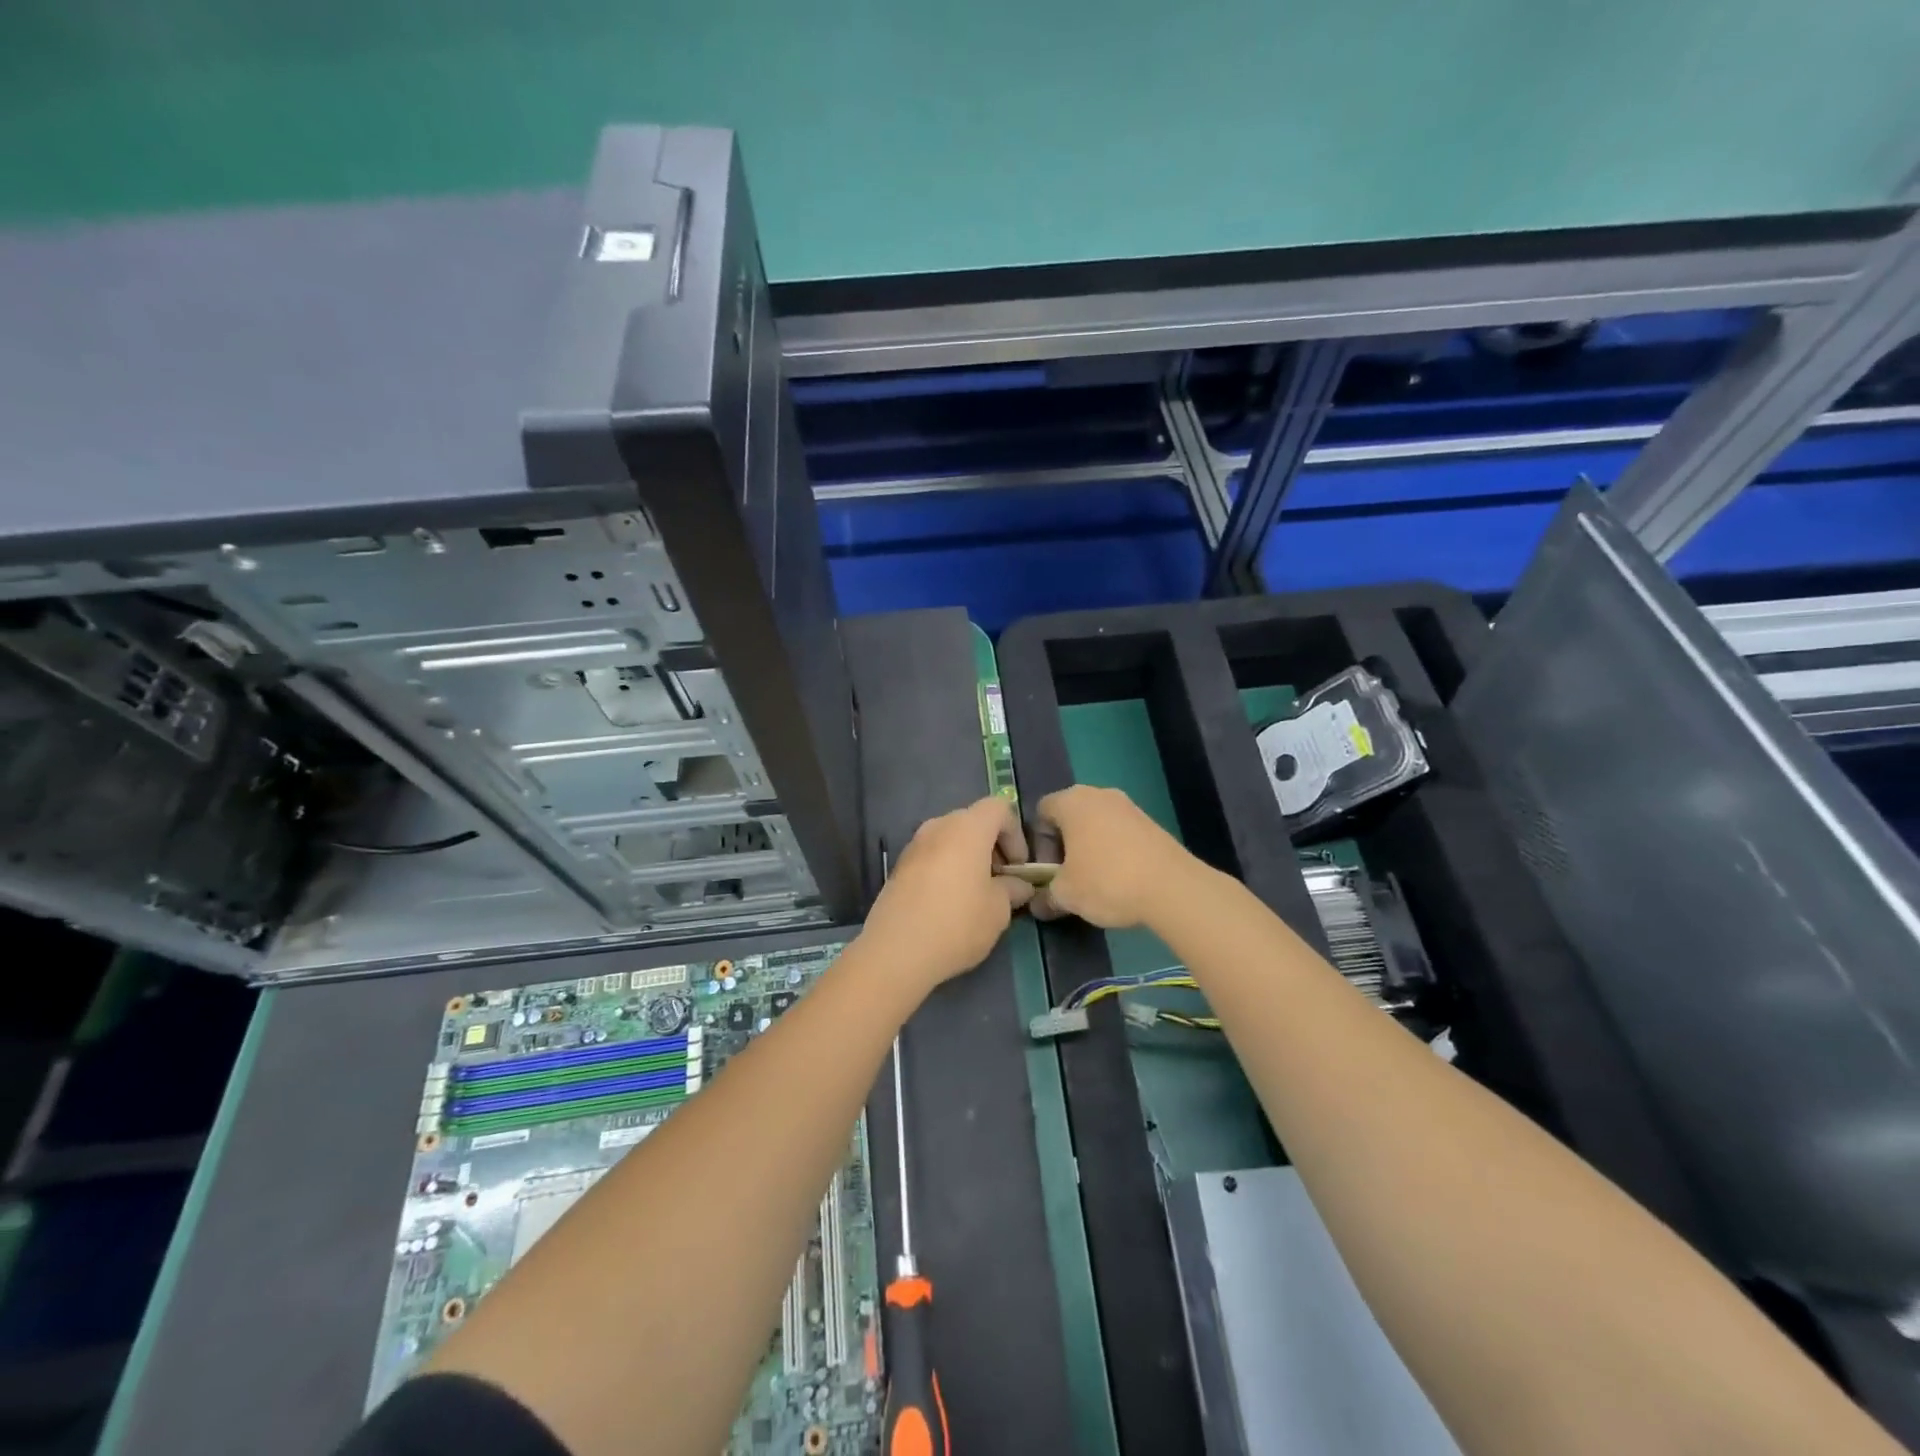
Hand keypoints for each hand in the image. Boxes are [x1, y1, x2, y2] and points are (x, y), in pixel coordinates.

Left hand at [862, 797, 1034, 990]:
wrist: (896, 951)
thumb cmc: (957, 923)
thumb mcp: (998, 910)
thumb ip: (1012, 889)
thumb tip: (1018, 885)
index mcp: (967, 828)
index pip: (999, 808)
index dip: (1016, 833)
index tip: (1019, 867)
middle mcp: (938, 826)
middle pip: (974, 822)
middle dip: (993, 846)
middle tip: (1002, 881)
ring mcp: (914, 845)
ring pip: (951, 839)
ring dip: (969, 858)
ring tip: (978, 894)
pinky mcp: (899, 866)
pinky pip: (933, 856)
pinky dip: (948, 868)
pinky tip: (950, 903)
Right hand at [1029, 785, 1200, 928]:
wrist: (1172, 887)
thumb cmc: (1107, 881)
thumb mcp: (1066, 895)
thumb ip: (1045, 896)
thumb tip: (1038, 904)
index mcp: (1072, 801)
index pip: (1041, 812)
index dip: (1038, 843)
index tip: (1048, 870)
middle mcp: (1099, 794)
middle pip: (1070, 816)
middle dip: (1064, 846)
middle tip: (1068, 877)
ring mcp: (1129, 806)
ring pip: (1097, 825)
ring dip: (1090, 849)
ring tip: (1096, 882)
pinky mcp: (1151, 822)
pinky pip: (1120, 833)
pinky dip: (1114, 851)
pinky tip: (1121, 880)